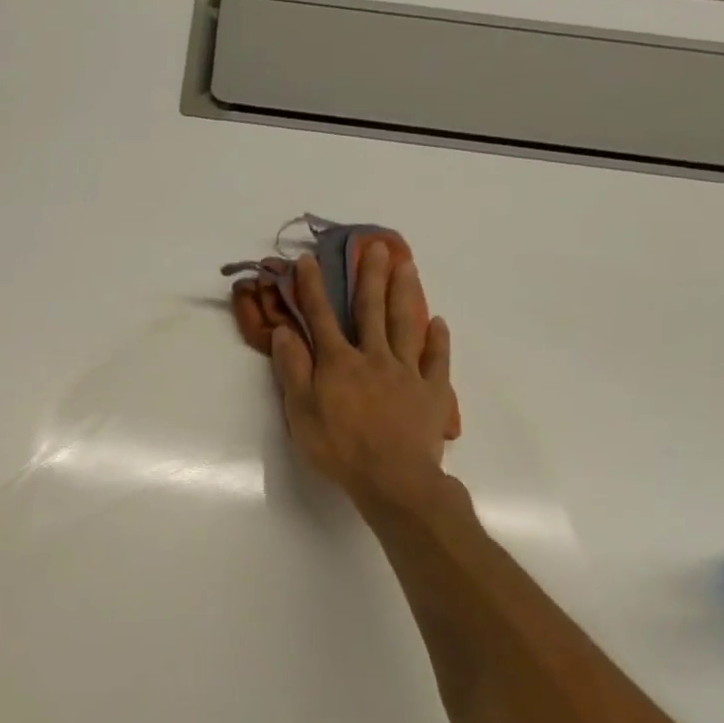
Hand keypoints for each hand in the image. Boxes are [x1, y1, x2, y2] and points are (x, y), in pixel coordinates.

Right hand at [272, 243, 456, 513]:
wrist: (393, 478)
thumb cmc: (339, 449)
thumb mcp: (301, 412)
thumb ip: (294, 370)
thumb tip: (285, 332)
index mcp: (338, 363)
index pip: (321, 318)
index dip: (312, 288)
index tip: (306, 260)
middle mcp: (373, 357)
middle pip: (370, 310)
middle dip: (368, 276)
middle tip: (373, 244)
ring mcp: (407, 372)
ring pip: (404, 324)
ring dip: (404, 293)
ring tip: (406, 264)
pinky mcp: (432, 391)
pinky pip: (436, 359)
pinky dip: (437, 339)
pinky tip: (437, 322)